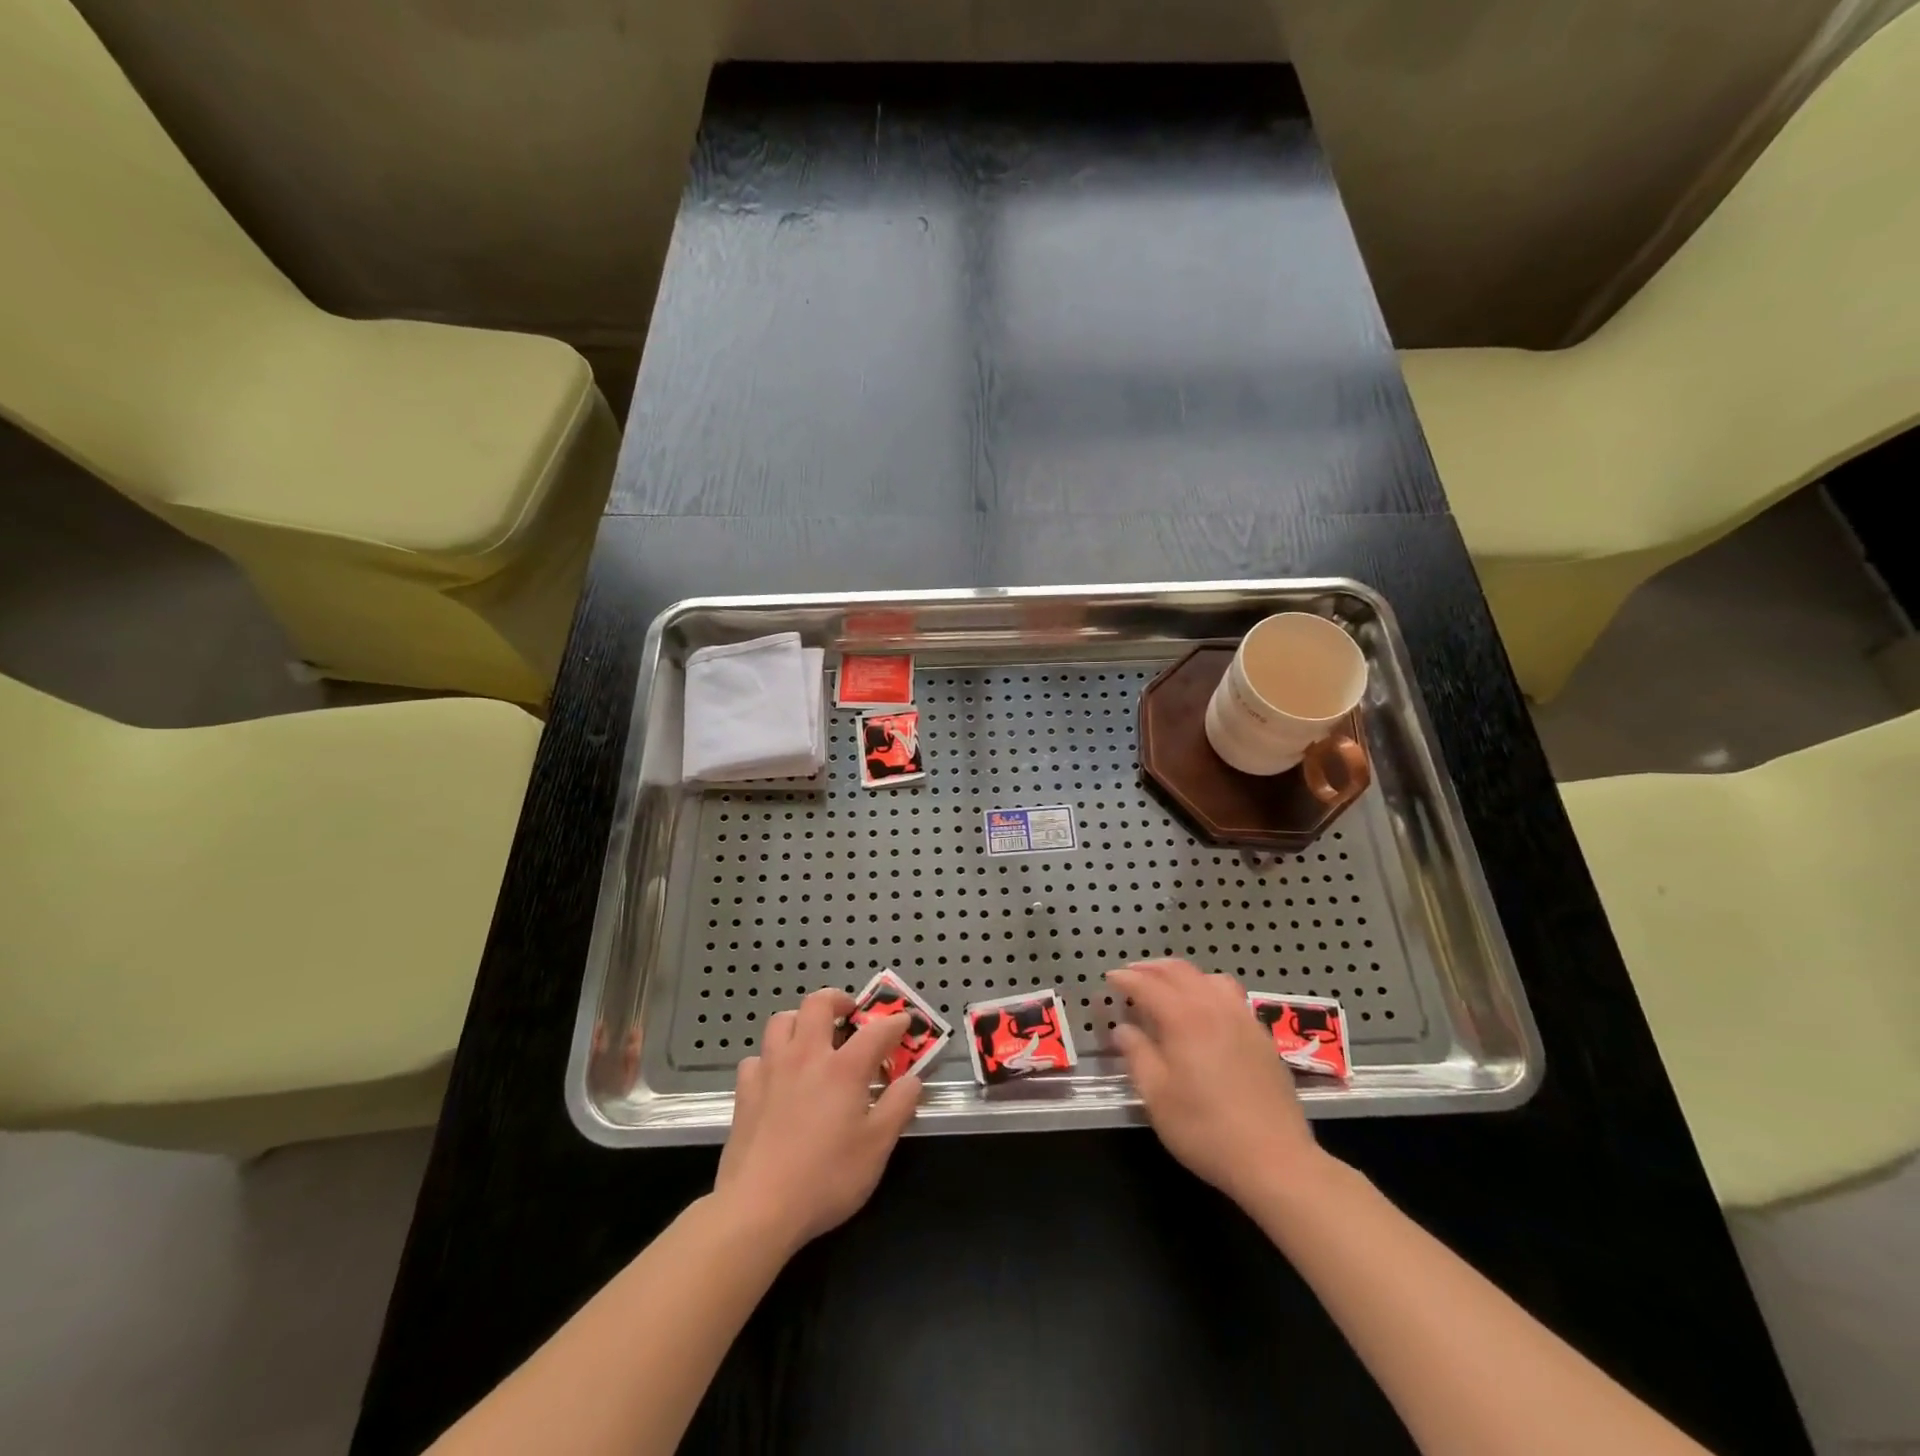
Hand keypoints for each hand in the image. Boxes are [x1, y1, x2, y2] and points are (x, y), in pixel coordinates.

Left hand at [714, 987, 921, 1250]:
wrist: (757, 1208)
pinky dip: (770, 1058)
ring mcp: (771, 1070)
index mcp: (844, 1068)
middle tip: (850, 1013)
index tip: (904, 1022)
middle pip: (818, 1003)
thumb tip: (912, 1079)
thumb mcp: (877, 1147)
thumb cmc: (826, 1178)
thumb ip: (899, 1107)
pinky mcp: (745, 1092)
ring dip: (800, 1020)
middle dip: (838, 999)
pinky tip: (777, 1077)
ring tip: (812, 1037)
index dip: (894, 1023)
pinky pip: (757, 1057)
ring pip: (782, 1021)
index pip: (876, 1030)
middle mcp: (806, 1056)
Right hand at [1106, 959, 1327, 1206]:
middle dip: (1152, 968)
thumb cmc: (1206, 1129)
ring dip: (1183, 975)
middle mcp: (1214, 1007)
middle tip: (1132, 975)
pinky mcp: (1262, 1037)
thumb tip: (1123, 1029)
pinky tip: (1206, 1011)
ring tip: (1168, 986)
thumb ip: (1137, 1055)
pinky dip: (1209, 989)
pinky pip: (1232, 996)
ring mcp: (1243, 1019)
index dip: (1126, 979)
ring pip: (1209, 978)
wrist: (1275, 1160)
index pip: (1148, 985)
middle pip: (1180, 971)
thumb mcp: (1157, 1097)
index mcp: (1184, 1018)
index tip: (1110, 978)